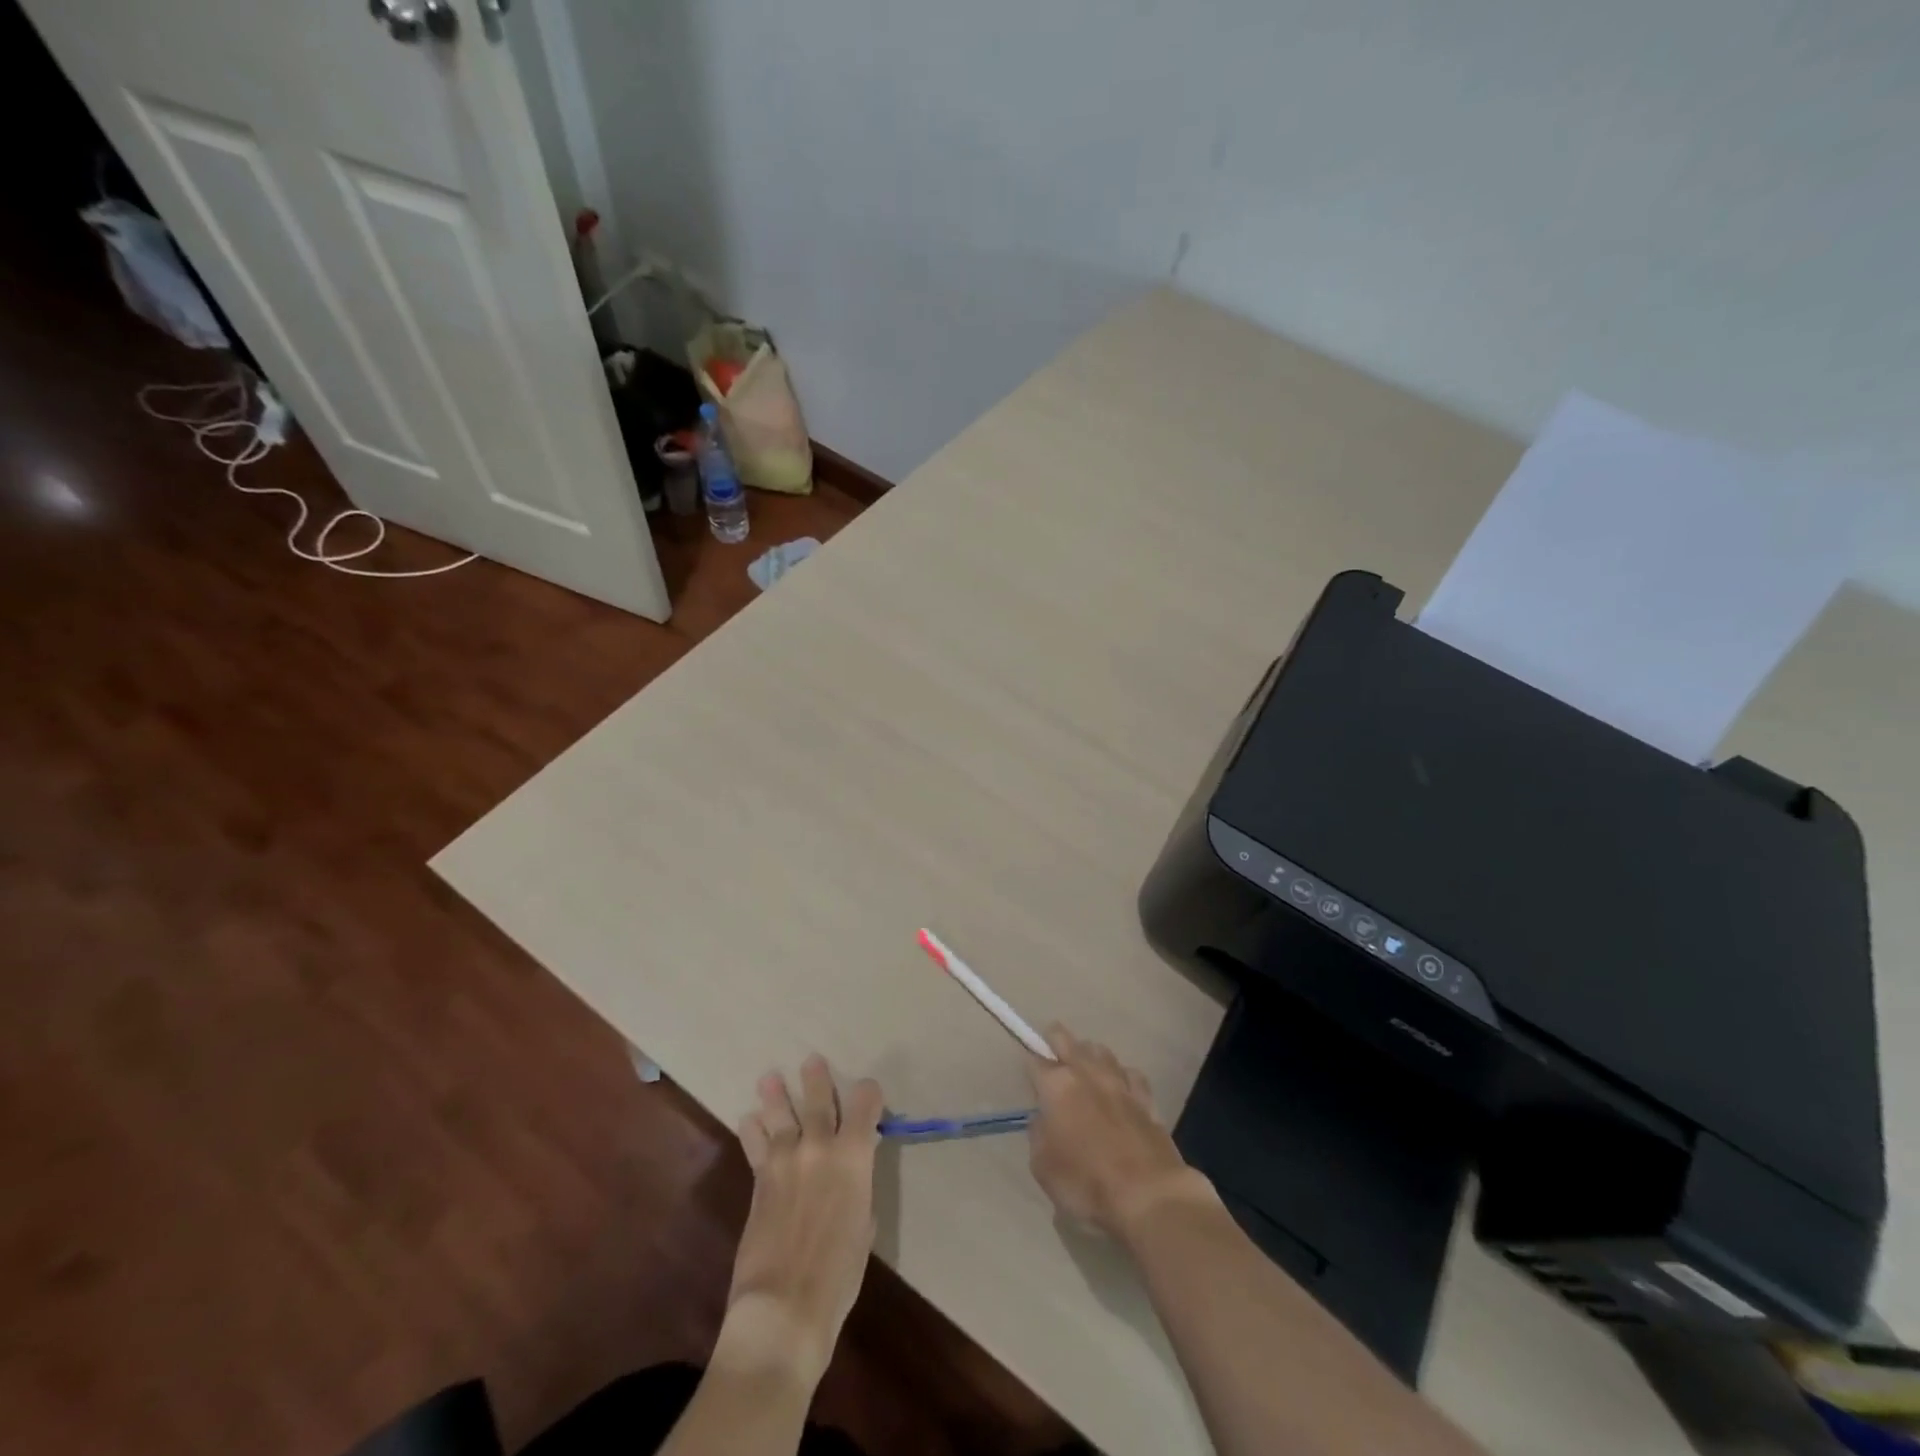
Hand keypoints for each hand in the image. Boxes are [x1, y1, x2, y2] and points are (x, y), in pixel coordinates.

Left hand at [725, 1055, 884, 1386]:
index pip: (866, 1106)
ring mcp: (786, 1161)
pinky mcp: (760, 1180)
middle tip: (811, 1061)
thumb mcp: (863, 1228)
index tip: (869, 1092)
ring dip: (776, 1095)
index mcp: (855, 1158)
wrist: (783, 1307)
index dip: (869, 1094)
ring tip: (770, 1078)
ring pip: (781, 1115)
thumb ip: (857, 1191)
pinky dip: (752, 1130)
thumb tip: (850, 1178)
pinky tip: (749, 1120)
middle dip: (817, 1079)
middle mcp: (821, 1148)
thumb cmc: (838, 1276)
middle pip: (819, 1101)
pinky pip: (755, 1145)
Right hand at [1026, 1024, 1213, 1242]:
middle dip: (1056, 1040)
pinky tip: (1121, 1087)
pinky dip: (1122, 1076)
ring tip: (1086, 1066)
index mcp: (1057, 1086)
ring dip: (1089, 1055)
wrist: (1148, 1196)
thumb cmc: (1086, 1183)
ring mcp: (1120, 1083)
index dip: (1030, 1066)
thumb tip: (1044, 1119)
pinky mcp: (1146, 1099)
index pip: (1035, 1061)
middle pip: (1067, 1040)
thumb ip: (1039, 1134)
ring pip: (1101, 1050)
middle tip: (1052, 1051)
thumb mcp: (1043, 1166)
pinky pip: (1130, 1074)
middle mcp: (1087, 1073)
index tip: (1029, 1076)